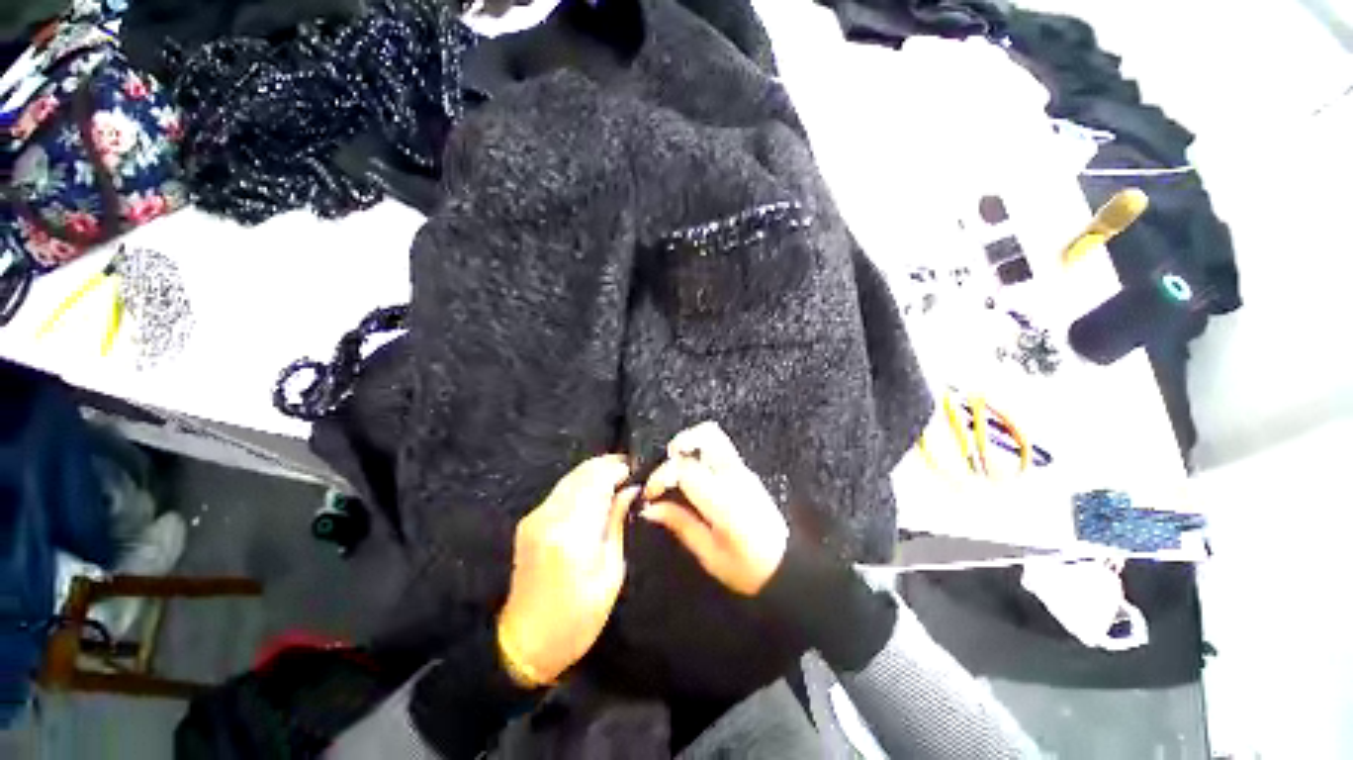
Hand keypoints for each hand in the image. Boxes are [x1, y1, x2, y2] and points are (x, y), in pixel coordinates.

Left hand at [497, 455, 637, 687]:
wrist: (524, 643)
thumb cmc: (577, 618)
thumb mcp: (610, 573)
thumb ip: (617, 523)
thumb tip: (630, 490)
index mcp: (573, 534)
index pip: (598, 481)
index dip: (618, 469)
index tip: (637, 470)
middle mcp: (550, 518)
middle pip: (582, 473)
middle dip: (607, 465)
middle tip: (629, 471)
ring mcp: (536, 517)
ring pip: (570, 477)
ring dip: (594, 472)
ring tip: (616, 478)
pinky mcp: (529, 521)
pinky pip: (560, 490)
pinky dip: (580, 483)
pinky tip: (595, 492)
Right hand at [640, 422, 788, 595]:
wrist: (788, 568)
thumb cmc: (748, 569)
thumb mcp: (709, 553)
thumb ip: (680, 523)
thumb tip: (650, 507)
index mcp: (723, 499)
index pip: (685, 467)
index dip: (660, 475)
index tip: (650, 494)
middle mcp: (734, 476)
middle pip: (708, 434)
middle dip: (681, 443)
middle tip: (665, 466)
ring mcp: (744, 472)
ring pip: (715, 437)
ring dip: (691, 445)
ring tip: (676, 470)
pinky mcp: (747, 474)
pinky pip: (721, 450)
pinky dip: (701, 453)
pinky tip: (693, 478)